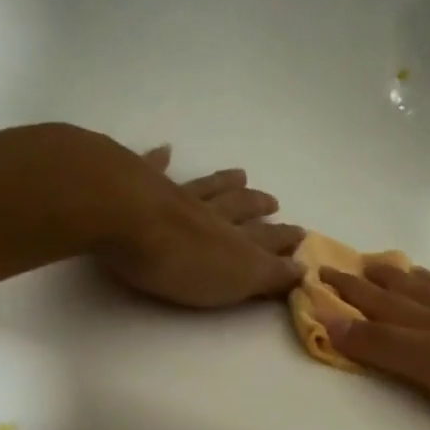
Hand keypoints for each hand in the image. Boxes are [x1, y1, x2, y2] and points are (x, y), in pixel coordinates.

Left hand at [96, 146, 303, 307]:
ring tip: (240, 174)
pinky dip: (160, 160)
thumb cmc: (179, 260)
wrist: (126, 217)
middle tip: (272, 201)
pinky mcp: (139, 183)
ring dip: (224, 182)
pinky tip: (164, 150)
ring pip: (206, 187)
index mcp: (232, 240)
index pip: (265, 240)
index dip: (283, 239)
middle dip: (257, 206)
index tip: (301, 234)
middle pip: (239, 207)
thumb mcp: (235, 280)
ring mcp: (175, 195)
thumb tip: (303, 269)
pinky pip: (153, 169)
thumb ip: (269, 275)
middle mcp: (209, 213)